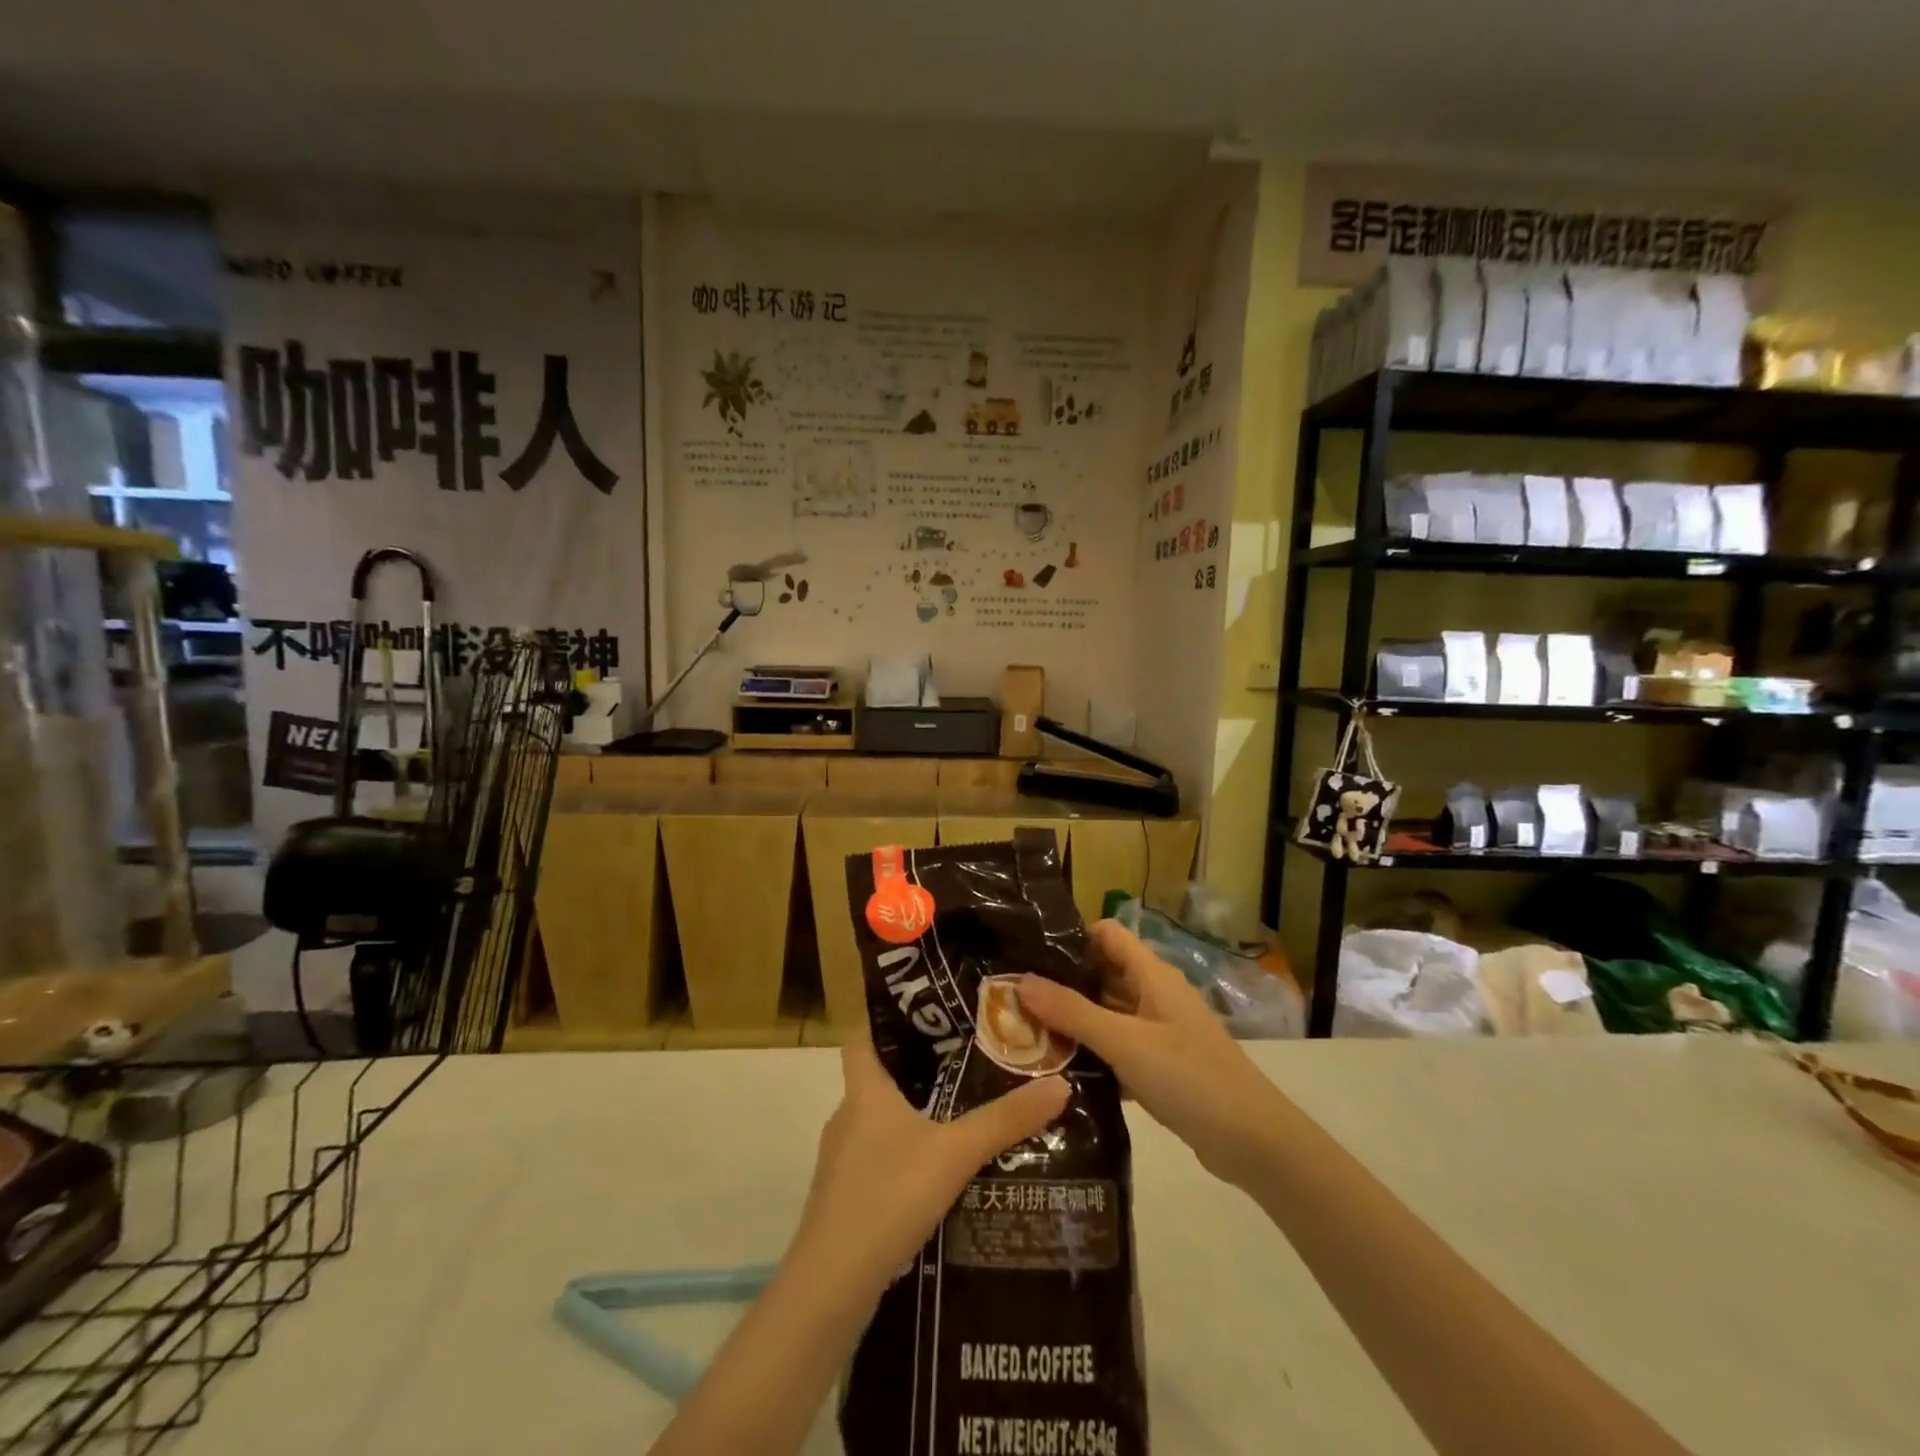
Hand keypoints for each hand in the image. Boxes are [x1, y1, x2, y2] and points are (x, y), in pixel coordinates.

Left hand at [787, 1028, 1069, 1297]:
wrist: (831, 1285)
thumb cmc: (888, 1196)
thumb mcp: (955, 1153)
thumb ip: (1005, 1121)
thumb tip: (1060, 1084)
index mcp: (865, 1091)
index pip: (863, 1036)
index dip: (886, 1018)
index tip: (924, 1010)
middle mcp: (847, 1117)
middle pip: (877, 1078)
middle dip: (916, 1068)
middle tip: (964, 1059)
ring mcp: (840, 1161)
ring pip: (878, 1121)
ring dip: (912, 1115)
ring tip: (959, 1113)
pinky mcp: (844, 1199)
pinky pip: (877, 1158)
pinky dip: (903, 1155)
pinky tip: (937, 1174)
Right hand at [1016, 919, 1288, 1188]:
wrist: (1254, 1142)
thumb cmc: (1190, 1077)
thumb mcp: (1125, 1042)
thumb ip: (1072, 1012)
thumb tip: (1020, 981)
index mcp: (1152, 975)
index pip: (1107, 934)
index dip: (1071, 936)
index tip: (1029, 951)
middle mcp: (1155, 995)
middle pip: (1102, 974)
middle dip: (1062, 983)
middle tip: (1013, 998)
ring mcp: (1159, 1032)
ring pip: (1107, 1014)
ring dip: (1073, 1021)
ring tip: (1024, 1032)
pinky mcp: (1160, 1067)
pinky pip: (1117, 1049)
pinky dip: (1092, 1054)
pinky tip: (1057, 1071)